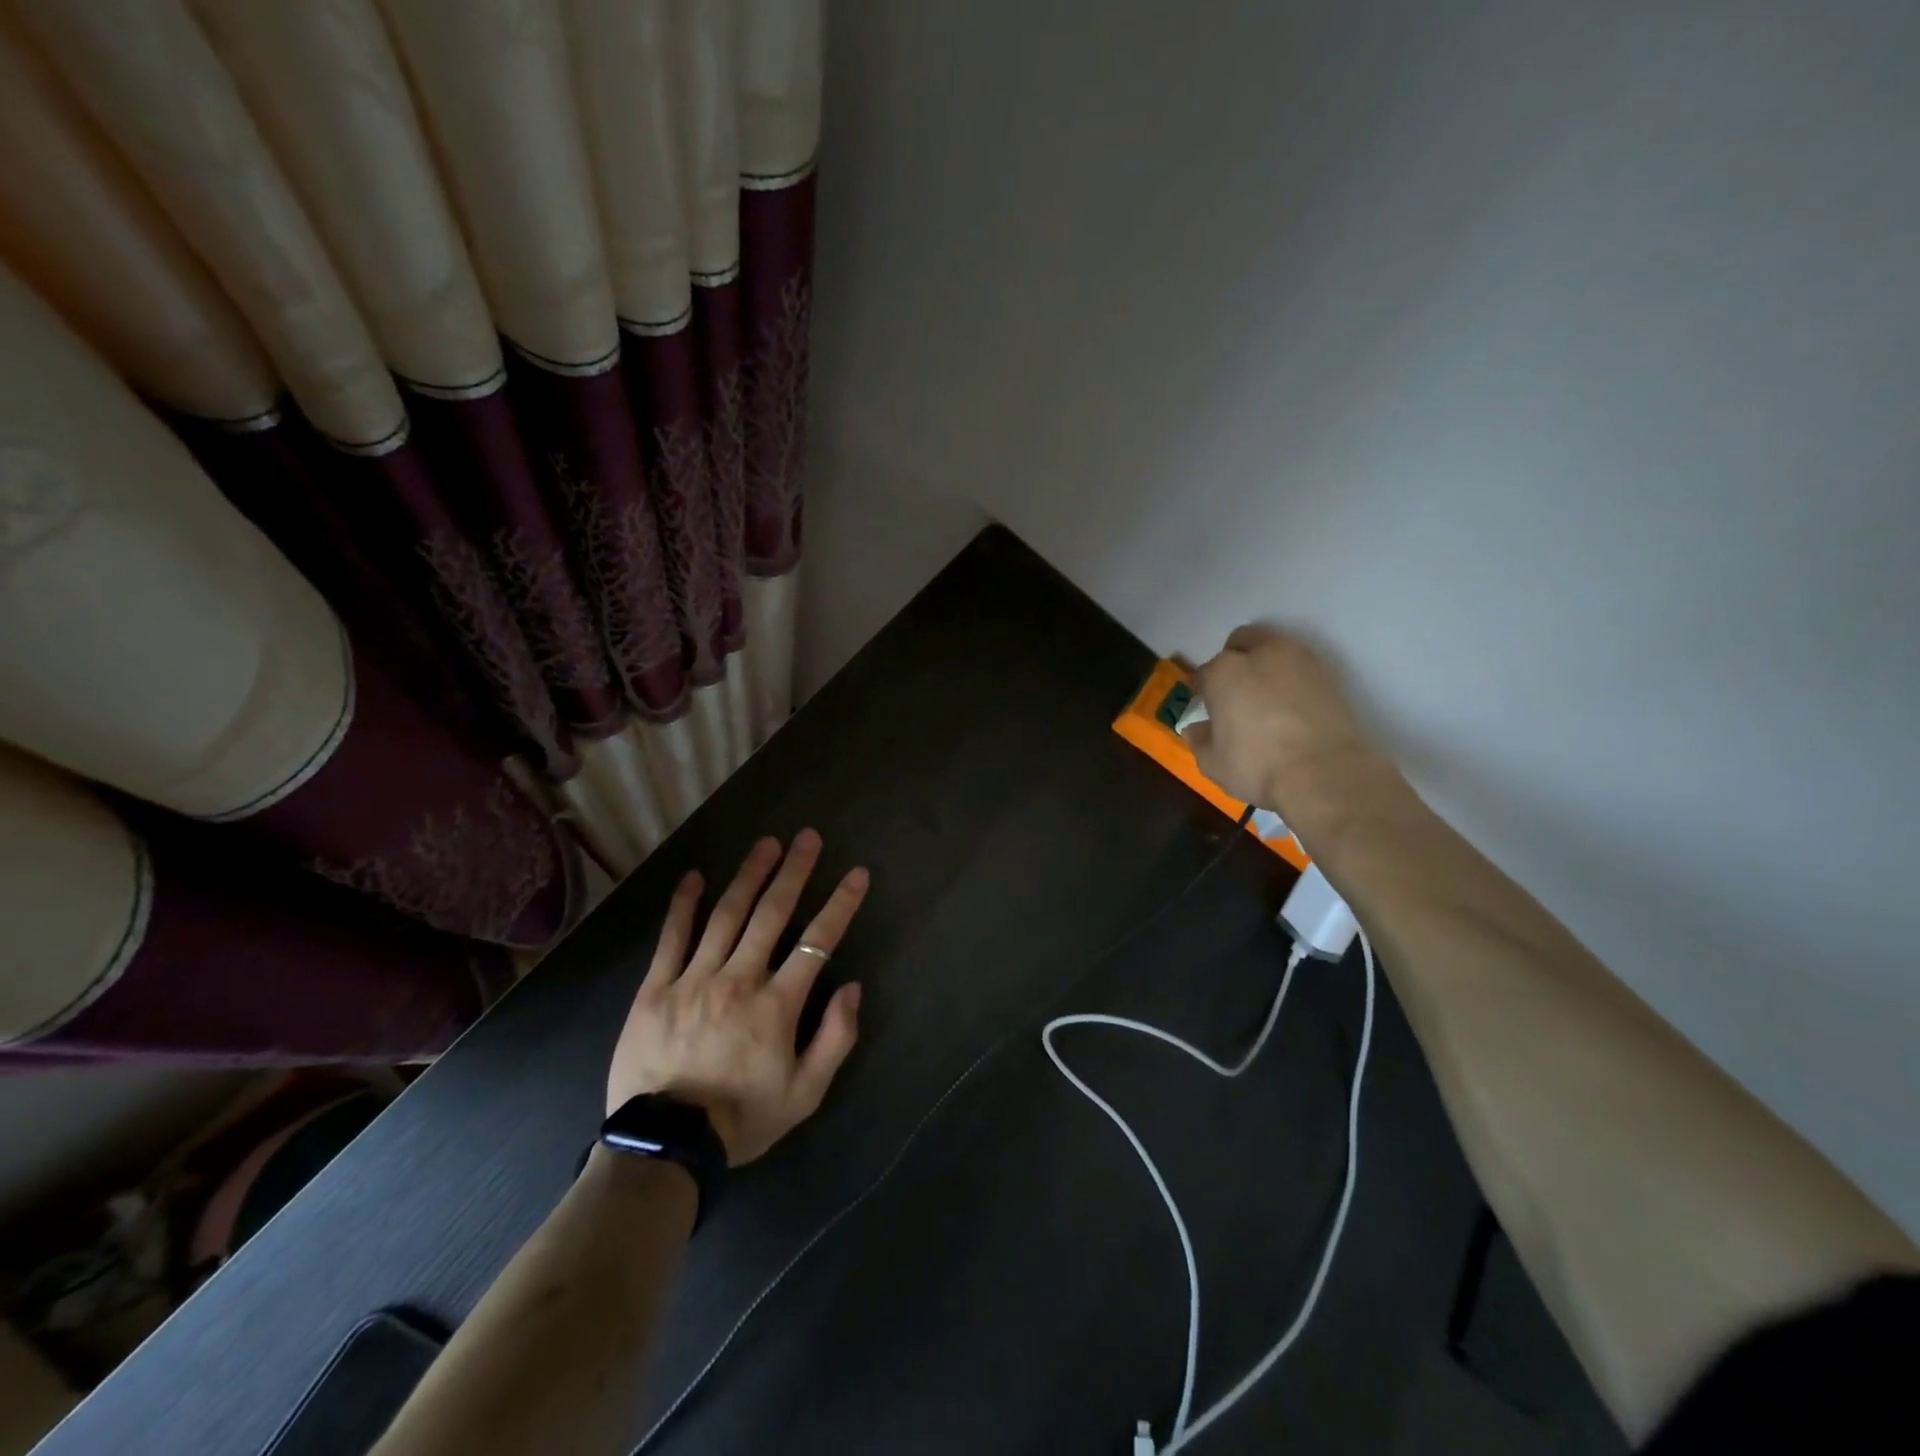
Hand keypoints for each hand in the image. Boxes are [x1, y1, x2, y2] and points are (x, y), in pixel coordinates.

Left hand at [606, 830, 868, 1164]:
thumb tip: (852, 987)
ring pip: (726, 916)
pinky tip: (695, 877)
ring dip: (749, 876)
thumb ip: (835, 1039)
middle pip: (772, 914)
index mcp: (777, 1005)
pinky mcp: (656, 989)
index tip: (856, 874)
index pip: (817, 943)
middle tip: (808, 837)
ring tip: (766, 844)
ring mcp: (694, 980)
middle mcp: (738, 980)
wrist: (664, 1147)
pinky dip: (684, 905)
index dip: (840, 905)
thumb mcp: (805, 1094)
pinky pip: (672, 938)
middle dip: (794, 872)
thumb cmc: (742, 1119)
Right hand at [1187, 625, 1385, 821]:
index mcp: (1224, 672)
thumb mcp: (1214, 764)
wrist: (1326, 774)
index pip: (1204, 673)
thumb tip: (1196, 729)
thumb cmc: (1259, 767)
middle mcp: (1260, 654)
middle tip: (1236, 691)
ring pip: (1275, 648)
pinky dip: (1293, 679)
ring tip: (1266, 696)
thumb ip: (1200, 741)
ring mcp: (1299, 660)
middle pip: (1241, 641)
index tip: (1207, 708)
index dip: (1203, 691)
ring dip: (1266, 664)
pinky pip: (1301, 667)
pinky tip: (1291, 705)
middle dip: (1234, 659)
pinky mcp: (1329, 674)